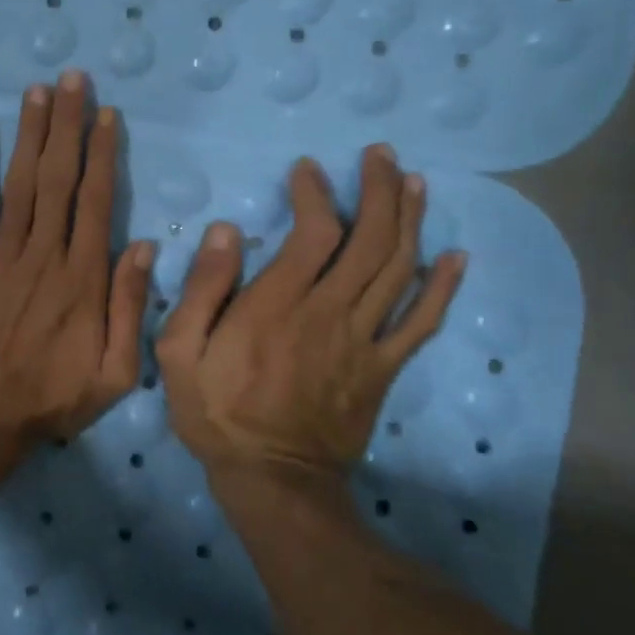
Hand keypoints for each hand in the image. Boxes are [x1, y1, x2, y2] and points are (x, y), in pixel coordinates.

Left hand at [0, 71, 154, 459]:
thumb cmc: (51, 397)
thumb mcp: (113, 372)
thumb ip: (130, 308)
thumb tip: (142, 246)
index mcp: (83, 278)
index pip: (97, 202)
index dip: (102, 154)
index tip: (106, 114)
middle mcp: (44, 254)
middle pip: (59, 179)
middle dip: (67, 125)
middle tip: (71, 79)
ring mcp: (1, 256)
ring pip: (20, 184)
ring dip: (29, 134)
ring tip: (36, 91)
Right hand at [155, 147, 464, 481]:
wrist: (272, 479)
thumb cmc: (218, 413)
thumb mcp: (180, 352)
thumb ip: (203, 289)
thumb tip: (228, 232)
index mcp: (277, 305)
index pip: (313, 233)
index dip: (316, 194)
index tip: (309, 169)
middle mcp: (329, 313)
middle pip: (369, 241)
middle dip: (379, 191)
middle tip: (382, 156)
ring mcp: (363, 341)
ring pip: (398, 270)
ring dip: (410, 221)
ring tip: (416, 183)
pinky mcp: (383, 368)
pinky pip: (421, 323)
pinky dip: (441, 288)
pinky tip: (454, 257)